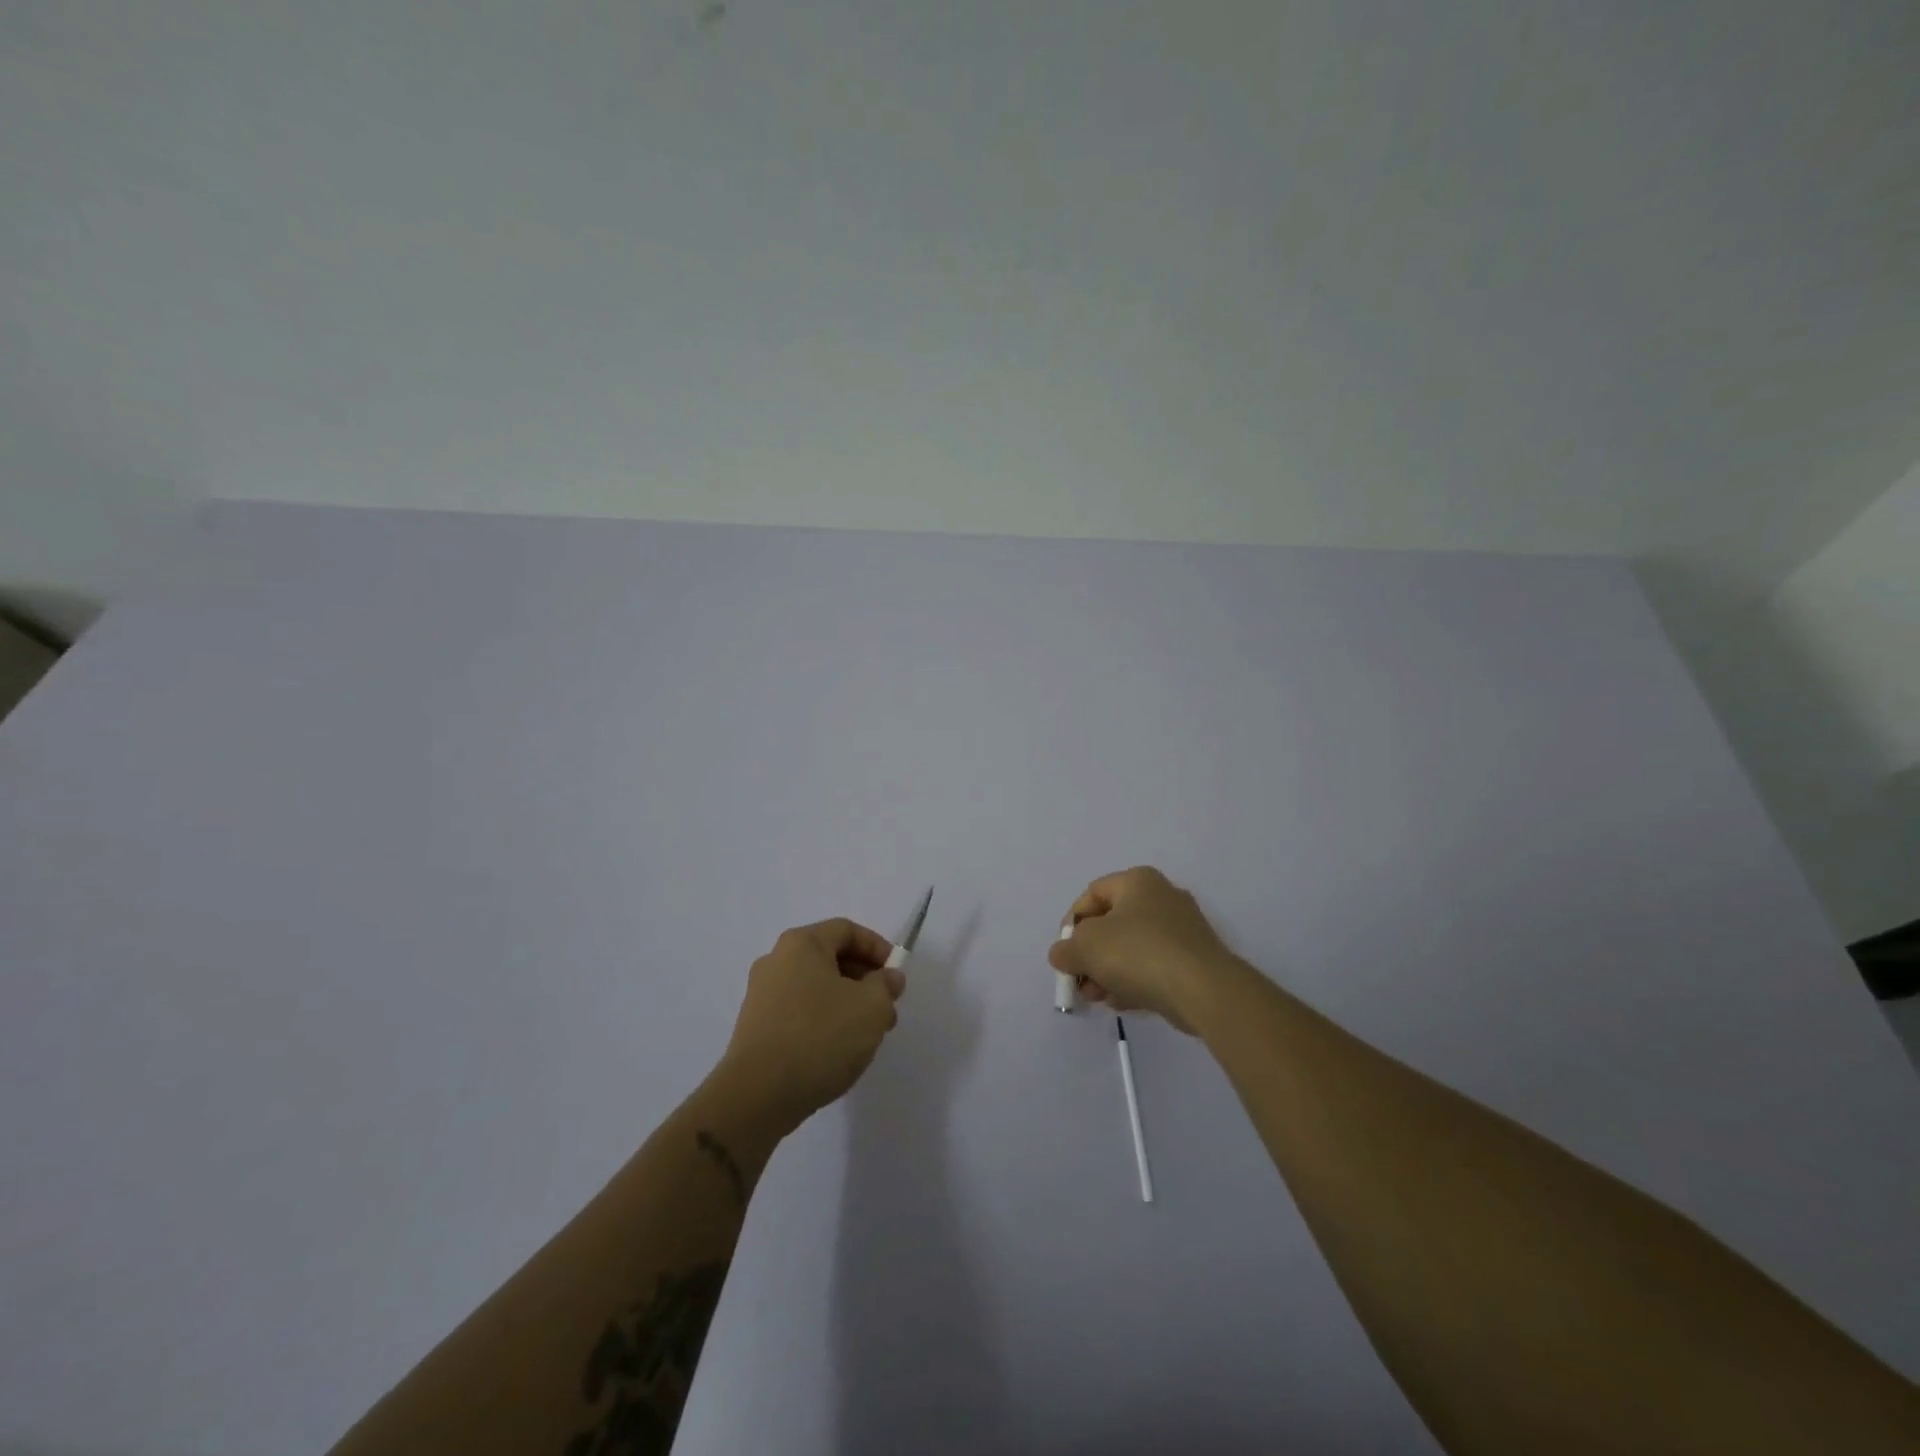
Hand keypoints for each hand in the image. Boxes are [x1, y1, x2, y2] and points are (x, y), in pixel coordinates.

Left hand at [717, 918, 905, 1130]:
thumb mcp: (871, 1007)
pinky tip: (838, 1050)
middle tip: (887, 1008)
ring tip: (867, 1035)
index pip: (847, 930)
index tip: (897, 975)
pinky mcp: (756, 1028)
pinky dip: (824, 1021)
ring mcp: (762, 995)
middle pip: (831, 958)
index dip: (878, 948)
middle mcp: (776, 961)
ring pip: (816, 988)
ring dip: (847, 1003)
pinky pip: (799, 1012)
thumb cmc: (820, 1036)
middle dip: (865, 980)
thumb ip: (886, 986)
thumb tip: (888, 978)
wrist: (758, 1096)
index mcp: (801, 944)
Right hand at [1049, 867, 1234, 1033]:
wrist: (1203, 990)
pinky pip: (1154, 965)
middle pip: (1112, 923)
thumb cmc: (1138, 954)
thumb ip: (1065, 949)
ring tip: (1100, 997)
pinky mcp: (1194, 958)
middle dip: (1090, 954)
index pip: (1092, 894)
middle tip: (1081, 980)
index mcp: (1138, 881)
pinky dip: (1135, 980)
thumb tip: (1062, 954)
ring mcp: (1182, 928)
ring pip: (1132, 947)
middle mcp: (1162, 896)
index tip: (1066, 952)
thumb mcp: (1086, 948)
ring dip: (1109, 971)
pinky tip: (1124, 1002)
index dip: (1072, 922)